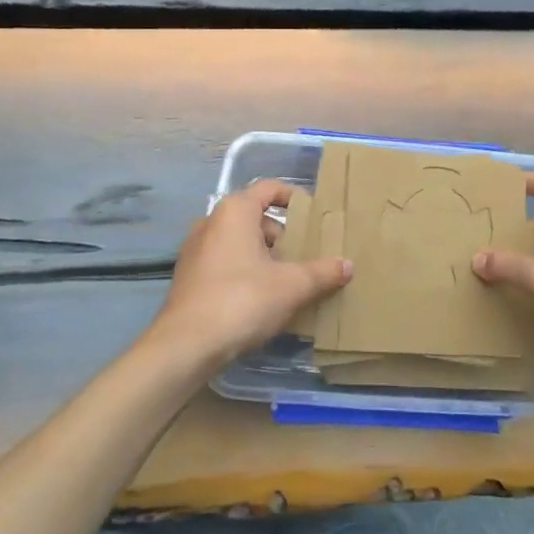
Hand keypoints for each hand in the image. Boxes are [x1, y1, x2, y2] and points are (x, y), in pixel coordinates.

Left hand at [147, 178, 352, 369]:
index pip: (269, 189)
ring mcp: (195, 249)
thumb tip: (347, 265)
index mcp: (235, 211)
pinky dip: (245, 272)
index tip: (315, 216)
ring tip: (289, 282)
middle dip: (283, 236)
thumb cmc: (242, 300)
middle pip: (255, 218)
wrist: (186, 345)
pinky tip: (262, 300)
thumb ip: (322, 272)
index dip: (294, 198)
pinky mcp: (188, 276)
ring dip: (264, 256)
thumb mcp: (291, 286)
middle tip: (307, 257)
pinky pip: (224, 263)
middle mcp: (211, 221)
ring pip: (239, 242)